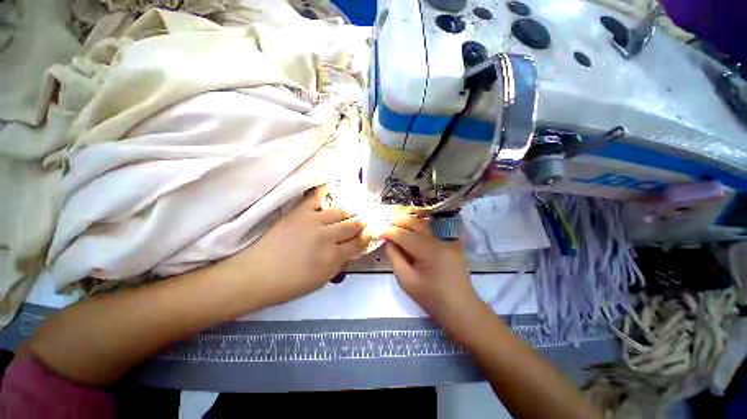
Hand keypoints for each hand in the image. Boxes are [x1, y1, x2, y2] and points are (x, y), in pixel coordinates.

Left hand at [231, 185, 370, 305]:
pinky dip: (324, 189)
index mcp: (334, 256)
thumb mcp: (322, 280)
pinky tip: (331, 183)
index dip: (366, 237)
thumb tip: (351, 250)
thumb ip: (340, 263)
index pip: (358, 243)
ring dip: (348, 212)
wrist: (258, 275)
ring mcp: (315, 221)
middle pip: (353, 225)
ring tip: (348, 213)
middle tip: (361, 222)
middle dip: (360, 224)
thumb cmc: (290, 284)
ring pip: (340, 211)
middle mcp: (329, 236)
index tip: (369, 233)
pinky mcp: (300, 212)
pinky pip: (316, 196)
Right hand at [380, 214, 480, 324]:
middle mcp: (441, 242)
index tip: (378, 231)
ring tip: (398, 223)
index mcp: (429, 252)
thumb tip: (388, 242)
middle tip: (387, 222)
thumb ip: (395, 258)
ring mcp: (450, 241)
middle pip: (417, 224)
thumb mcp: (407, 281)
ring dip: (411, 223)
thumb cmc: (432, 298)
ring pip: (426, 225)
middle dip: (400, 221)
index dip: (389, 232)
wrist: (461, 308)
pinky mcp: (454, 244)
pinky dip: (423, 228)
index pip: (404, 236)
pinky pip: (436, 230)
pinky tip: (415, 230)